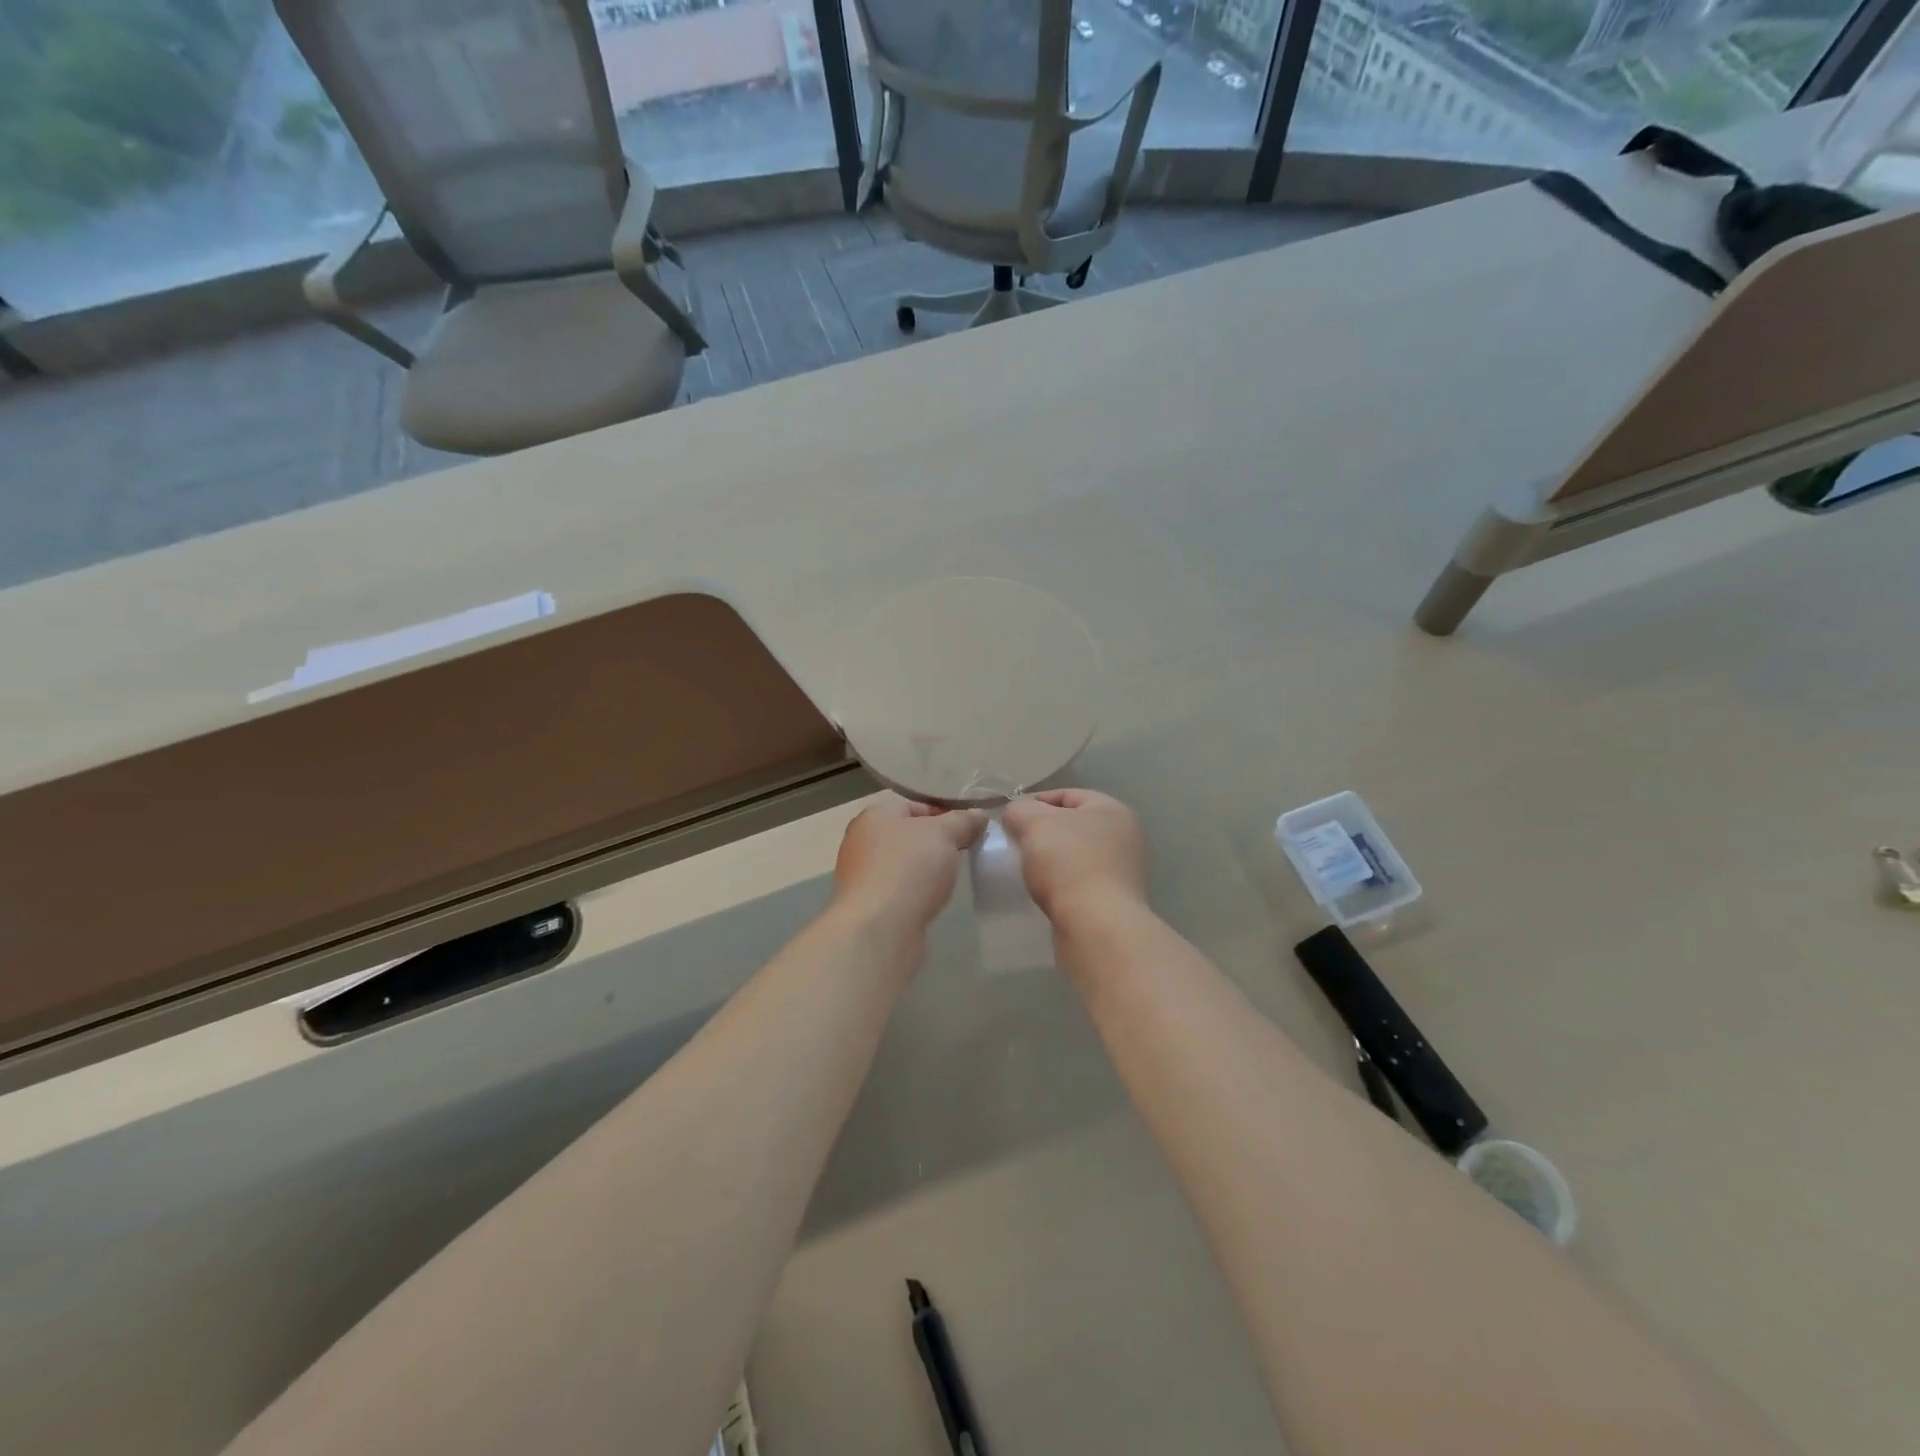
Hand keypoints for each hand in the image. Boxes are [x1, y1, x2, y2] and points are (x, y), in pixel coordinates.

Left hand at [831, 795, 986, 936]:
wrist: (879, 928)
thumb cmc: (909, 868)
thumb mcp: (944, 834)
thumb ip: (963, 821)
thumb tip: (978, 815)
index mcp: (874, 816)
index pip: (914, 805)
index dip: (944, 813)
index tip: (969, 828)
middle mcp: (861, 841)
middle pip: (908, 835)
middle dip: (937, 843)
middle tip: (964, 852)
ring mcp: (862, 876)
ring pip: (904, 864)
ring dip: (927, 869)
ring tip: (952, 878)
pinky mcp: (868, 906)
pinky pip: (899, 890)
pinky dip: (916, 892)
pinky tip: (933, 900)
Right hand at [1001, 789, 1146, 926]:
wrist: (1096, 926)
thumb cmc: (1068, 863)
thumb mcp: (1034, 823)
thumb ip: (1020, 809)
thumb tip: (1017, 814)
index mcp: (1113, 810)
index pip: (1067, 794)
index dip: (1034, 802)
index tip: (1009, 819)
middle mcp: (1124, 837)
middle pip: (1072, 826)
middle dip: (1041, 833)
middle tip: (1014, 844)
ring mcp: (1122, 872)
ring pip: (1074, 856)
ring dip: (1049, 860)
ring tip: (1024, 869)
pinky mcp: (1113, 901)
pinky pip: (1078, 883)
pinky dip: (1059, 884)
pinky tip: (1041, 892)